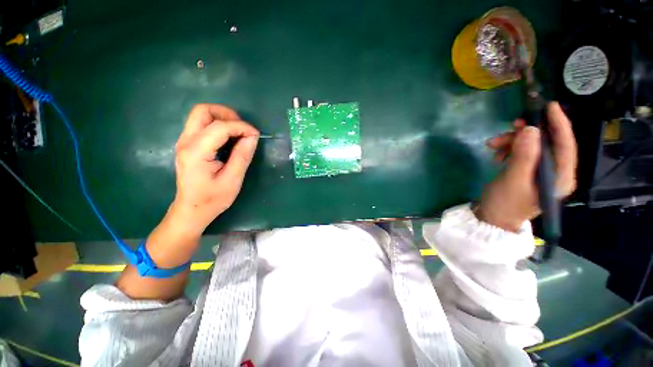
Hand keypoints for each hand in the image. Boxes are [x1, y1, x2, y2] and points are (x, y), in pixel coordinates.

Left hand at [171, 104, 259, 233]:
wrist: (192, 210)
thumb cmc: (213, 199)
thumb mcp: (232, 180)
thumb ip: (242, 156)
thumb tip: (252, 137)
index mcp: (196, 152)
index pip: (219, 127)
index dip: (241, 127)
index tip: (256, 135)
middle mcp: (185, 142)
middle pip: (203, 111)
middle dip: (227, 114)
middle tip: (243, 128)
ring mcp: (184, 142)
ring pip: (201, 115)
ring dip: (222, 118)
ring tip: (238, 132)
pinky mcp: (187, 145)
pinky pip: (202, 125)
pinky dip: (218, 125)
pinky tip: (229, 138)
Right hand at [475, 102, 577, 231]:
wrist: (492, 218)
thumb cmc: (504, 203)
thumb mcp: (513, 180)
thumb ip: (524, 156)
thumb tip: (530, 129)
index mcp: (560, 177)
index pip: (566, 145)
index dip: (559, 124)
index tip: (549, 106)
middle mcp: (555, 172)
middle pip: (547, 143)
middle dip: (527, 133)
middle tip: (510, 125)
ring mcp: (540, 171)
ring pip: (532, 146)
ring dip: (513, 141)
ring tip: (492, 144)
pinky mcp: (527, 171)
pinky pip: (522, 152)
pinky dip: (509, 149)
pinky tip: (497, 154)